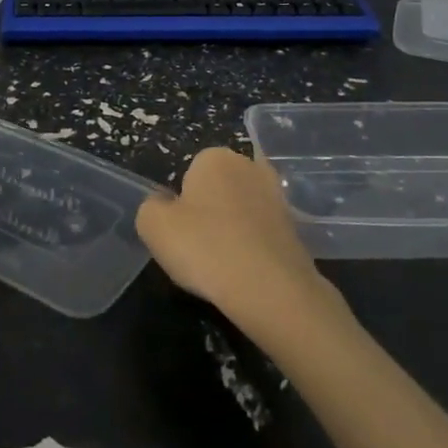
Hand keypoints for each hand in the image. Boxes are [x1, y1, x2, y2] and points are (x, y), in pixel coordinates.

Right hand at [136, 147, 332, 335]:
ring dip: (233, 230)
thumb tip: (163, 205)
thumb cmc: (205, 248)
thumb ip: (150, 207)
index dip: (181, 205)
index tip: (182, 232)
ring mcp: (278, 196)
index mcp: (215, 157)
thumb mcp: (153, 226)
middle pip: (218, 189)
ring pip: (242, 211)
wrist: (271, 290)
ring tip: (224, 266)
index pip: (189, 174)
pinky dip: (254, 248)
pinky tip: (246, 273)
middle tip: (200, 248)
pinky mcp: (296, 227)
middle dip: (210, 212)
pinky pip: (262, 233)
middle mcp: (250, 166)